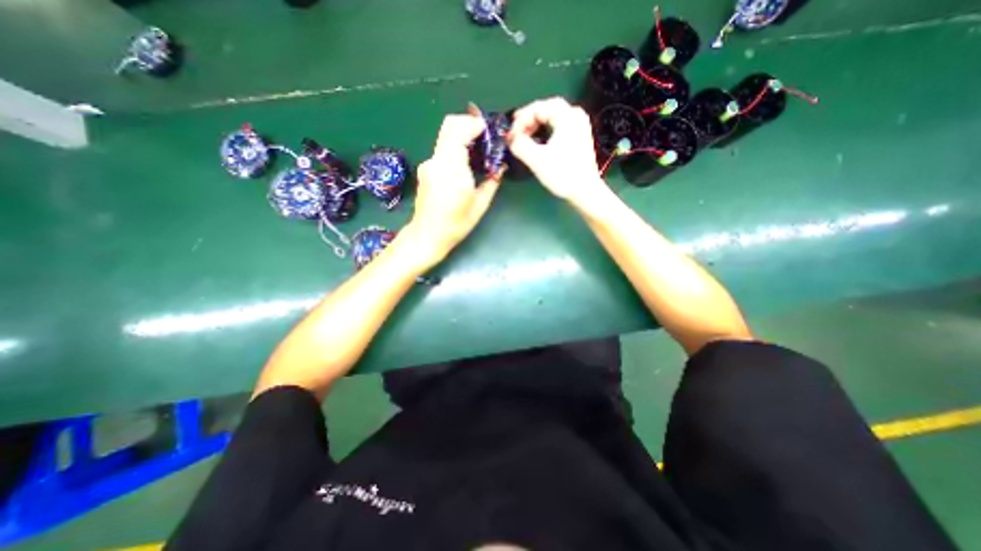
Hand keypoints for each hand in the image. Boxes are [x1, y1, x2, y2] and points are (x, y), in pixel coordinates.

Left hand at [403, 114, 499, 268]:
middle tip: (485, 137)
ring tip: (479, 150)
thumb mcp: (480, 205)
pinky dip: (455, 147)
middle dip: (469, 124)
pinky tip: (465, 163)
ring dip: (462, 136)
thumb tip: (500, 166)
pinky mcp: (425, 169)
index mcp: (451, 170)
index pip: (458, 130)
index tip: (490, 132)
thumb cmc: (456, 224)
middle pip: (449, 125)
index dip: (475, 125)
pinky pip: (442, 149)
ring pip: (445, 136)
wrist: (427, 236)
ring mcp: (428, 164)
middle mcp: (436, 161)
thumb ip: (492, 182)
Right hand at [510, 97, 611, 207]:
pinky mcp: (579, 138)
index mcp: (567, 117)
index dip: (521, 120)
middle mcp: (575, 116)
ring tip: (524, 135)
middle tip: (515, 128)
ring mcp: (580, 127)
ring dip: (537, 124)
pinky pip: (559, 126)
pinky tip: (539, 140)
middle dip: (529, 118)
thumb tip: (511, 139)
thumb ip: (520, 145)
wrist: (584, 191)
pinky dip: (546, 130)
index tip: (511, 135)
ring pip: (553, 117)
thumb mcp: (537, 160)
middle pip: (547, 108)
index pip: (539, 108)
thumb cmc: (562, 174)